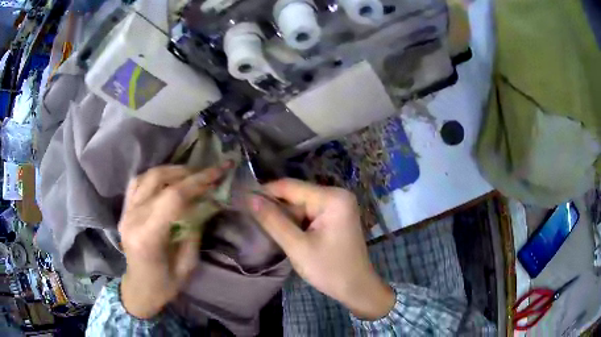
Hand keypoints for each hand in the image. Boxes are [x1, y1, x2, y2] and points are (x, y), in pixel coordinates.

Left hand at [118, 163, 231, 318]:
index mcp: (148, 237)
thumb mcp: (187, 265)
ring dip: (171, 171)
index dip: (197, 182)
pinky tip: (167, 179)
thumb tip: (203, 203)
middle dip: (187, 173)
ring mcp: (125, 213)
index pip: (172, 198)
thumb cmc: (165, 284)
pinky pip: (137, 183)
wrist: (139, 288)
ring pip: (147, 177)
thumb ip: (193, 231)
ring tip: (189, 174)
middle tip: (207, 173)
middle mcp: (133, 219)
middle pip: (159, 181)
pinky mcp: (124, 211)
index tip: (217, 173)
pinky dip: (154, 176)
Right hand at [251, 179, 394, 319]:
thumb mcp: (297, 246)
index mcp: (332, 198)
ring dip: (284, 216)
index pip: (291, 186)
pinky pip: (309, 213)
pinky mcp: (335, 217)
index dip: (265, 192)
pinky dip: (295, 222)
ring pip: (301, 205)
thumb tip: (250, 198)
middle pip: (297, 195)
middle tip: (250, 218)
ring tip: (263, 226)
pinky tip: (282, 231)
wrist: (356, 288)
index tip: (242, 200)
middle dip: (275, 207)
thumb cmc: (329, 270)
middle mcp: (337, 195)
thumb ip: (273, 220)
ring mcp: (338, 206)